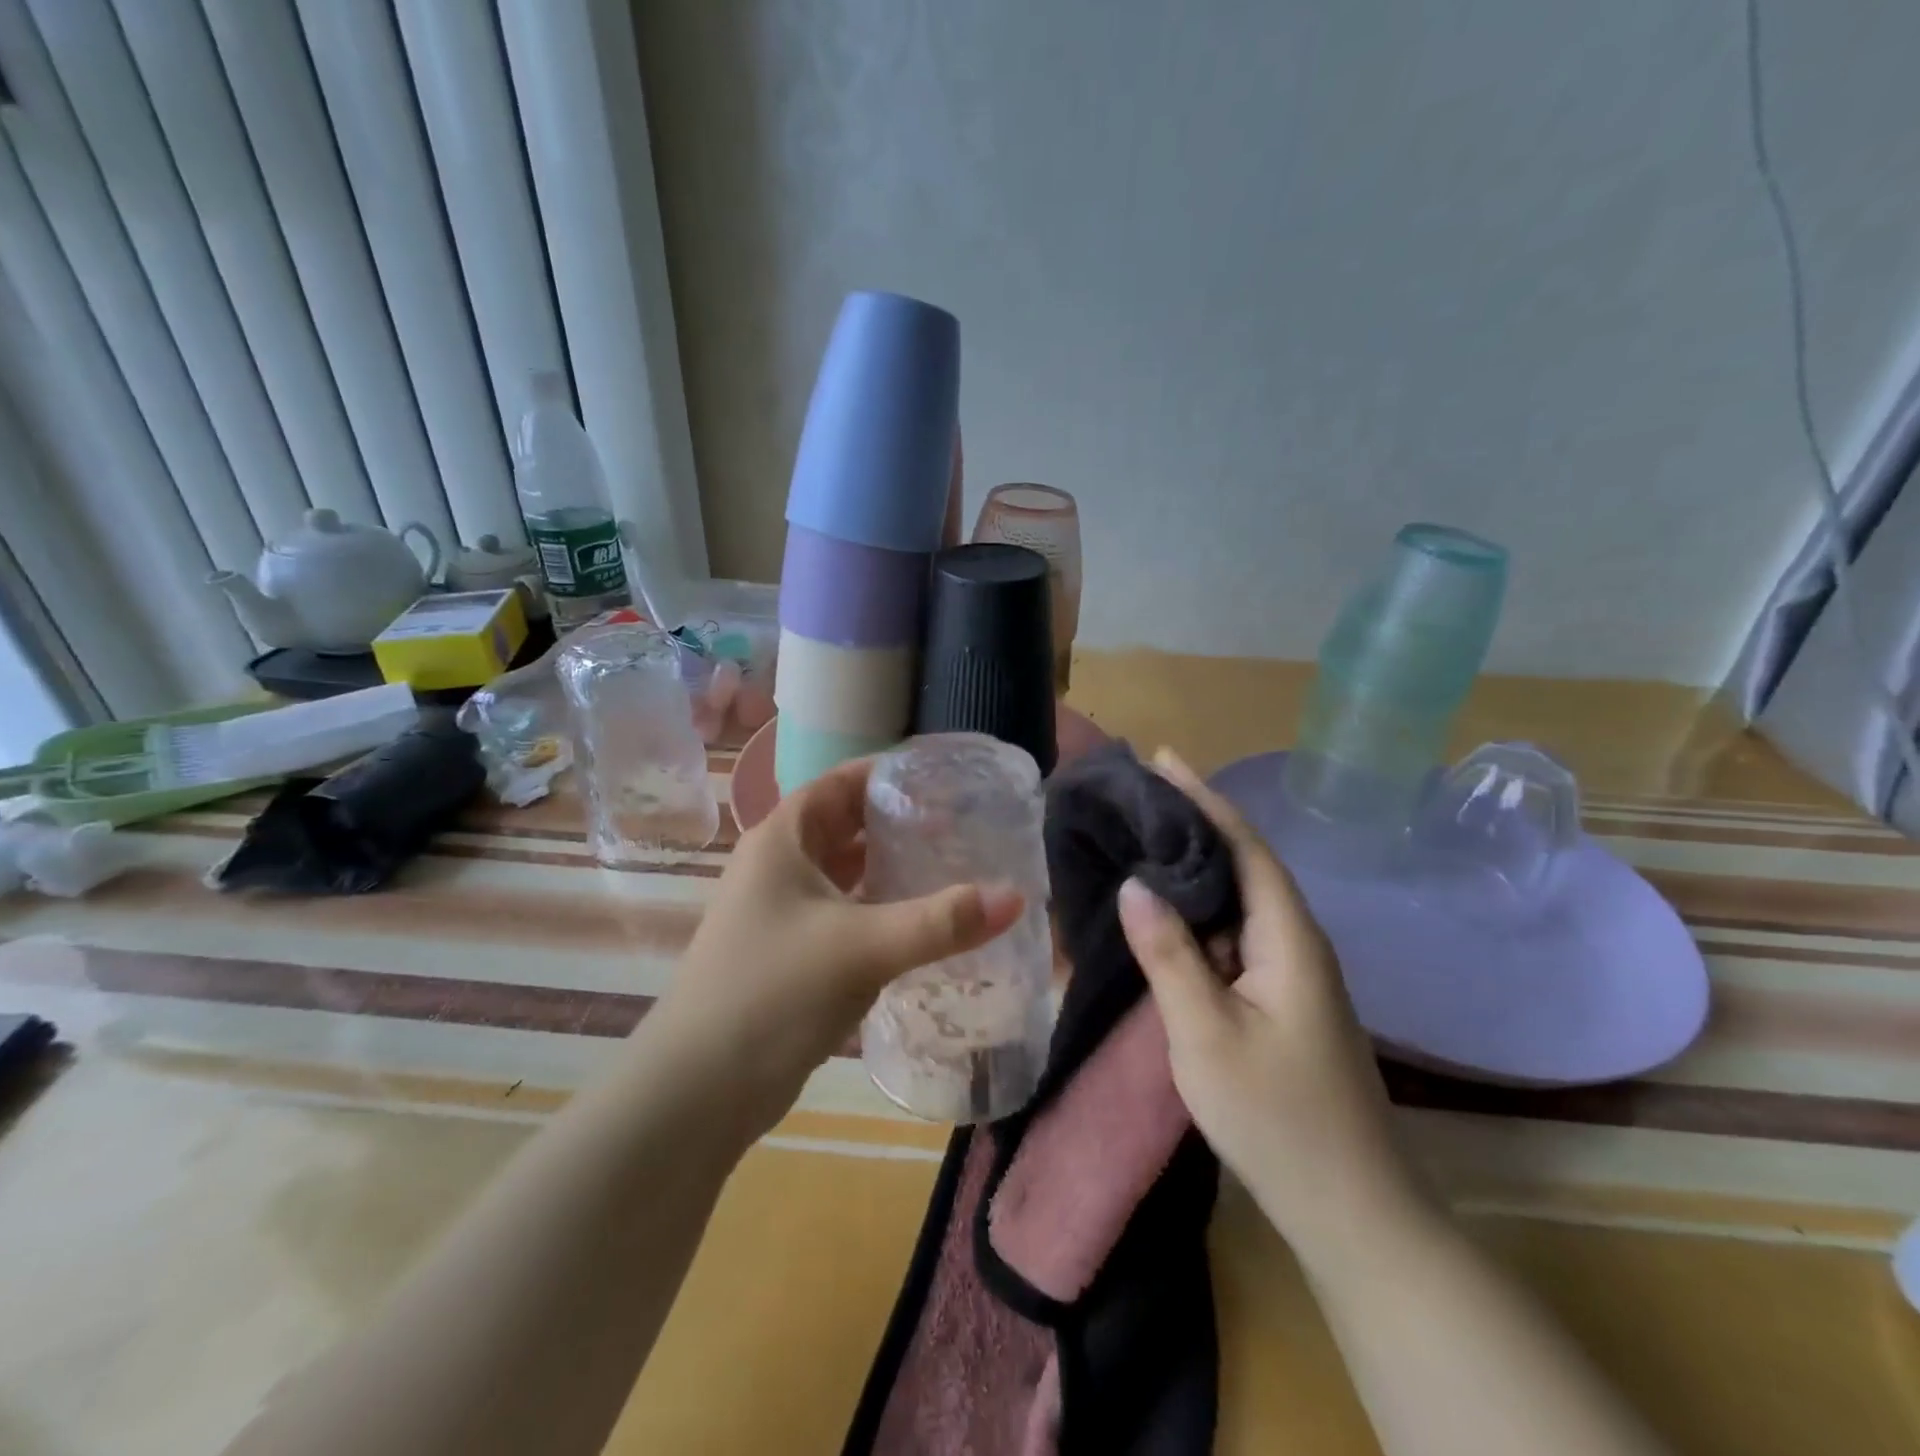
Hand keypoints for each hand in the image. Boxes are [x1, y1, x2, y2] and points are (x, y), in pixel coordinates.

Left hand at [645, 757, 1023, 1139]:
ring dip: (891, 869)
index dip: (888, 774)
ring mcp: (782, 912)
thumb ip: (940, 921)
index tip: (943, 778)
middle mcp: (778, 866)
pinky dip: (880, 910)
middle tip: (961, 824)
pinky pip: (845, 914)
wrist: (699, 1090)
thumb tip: (1017, 897)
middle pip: (846, 826)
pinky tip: (921, 923)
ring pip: (846, 874)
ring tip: (952, 866)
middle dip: (898, 822)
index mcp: (782, 840)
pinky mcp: (793, 954)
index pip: (840, 783)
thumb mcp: (862, 947)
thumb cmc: (774, 992)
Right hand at [1116, 751, 1427, 1269]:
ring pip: (1237, 901)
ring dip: (1193, 869)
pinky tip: (1164, 915)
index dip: (1203, 798)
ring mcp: (1291, 972)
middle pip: (1244, 863)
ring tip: (1140, 840)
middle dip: (1193, 823)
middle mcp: (1296, 941)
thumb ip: (1169, 955)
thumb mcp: (1206, 1034)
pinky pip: (1233, 936)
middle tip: (1137, 797)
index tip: (1162, 759)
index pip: (1244, 845)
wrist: (1351, 1209)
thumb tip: (1134, 884)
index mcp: (1288, 936)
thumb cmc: (1277, 1118)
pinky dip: (1197, 914)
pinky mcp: (1281, 998)